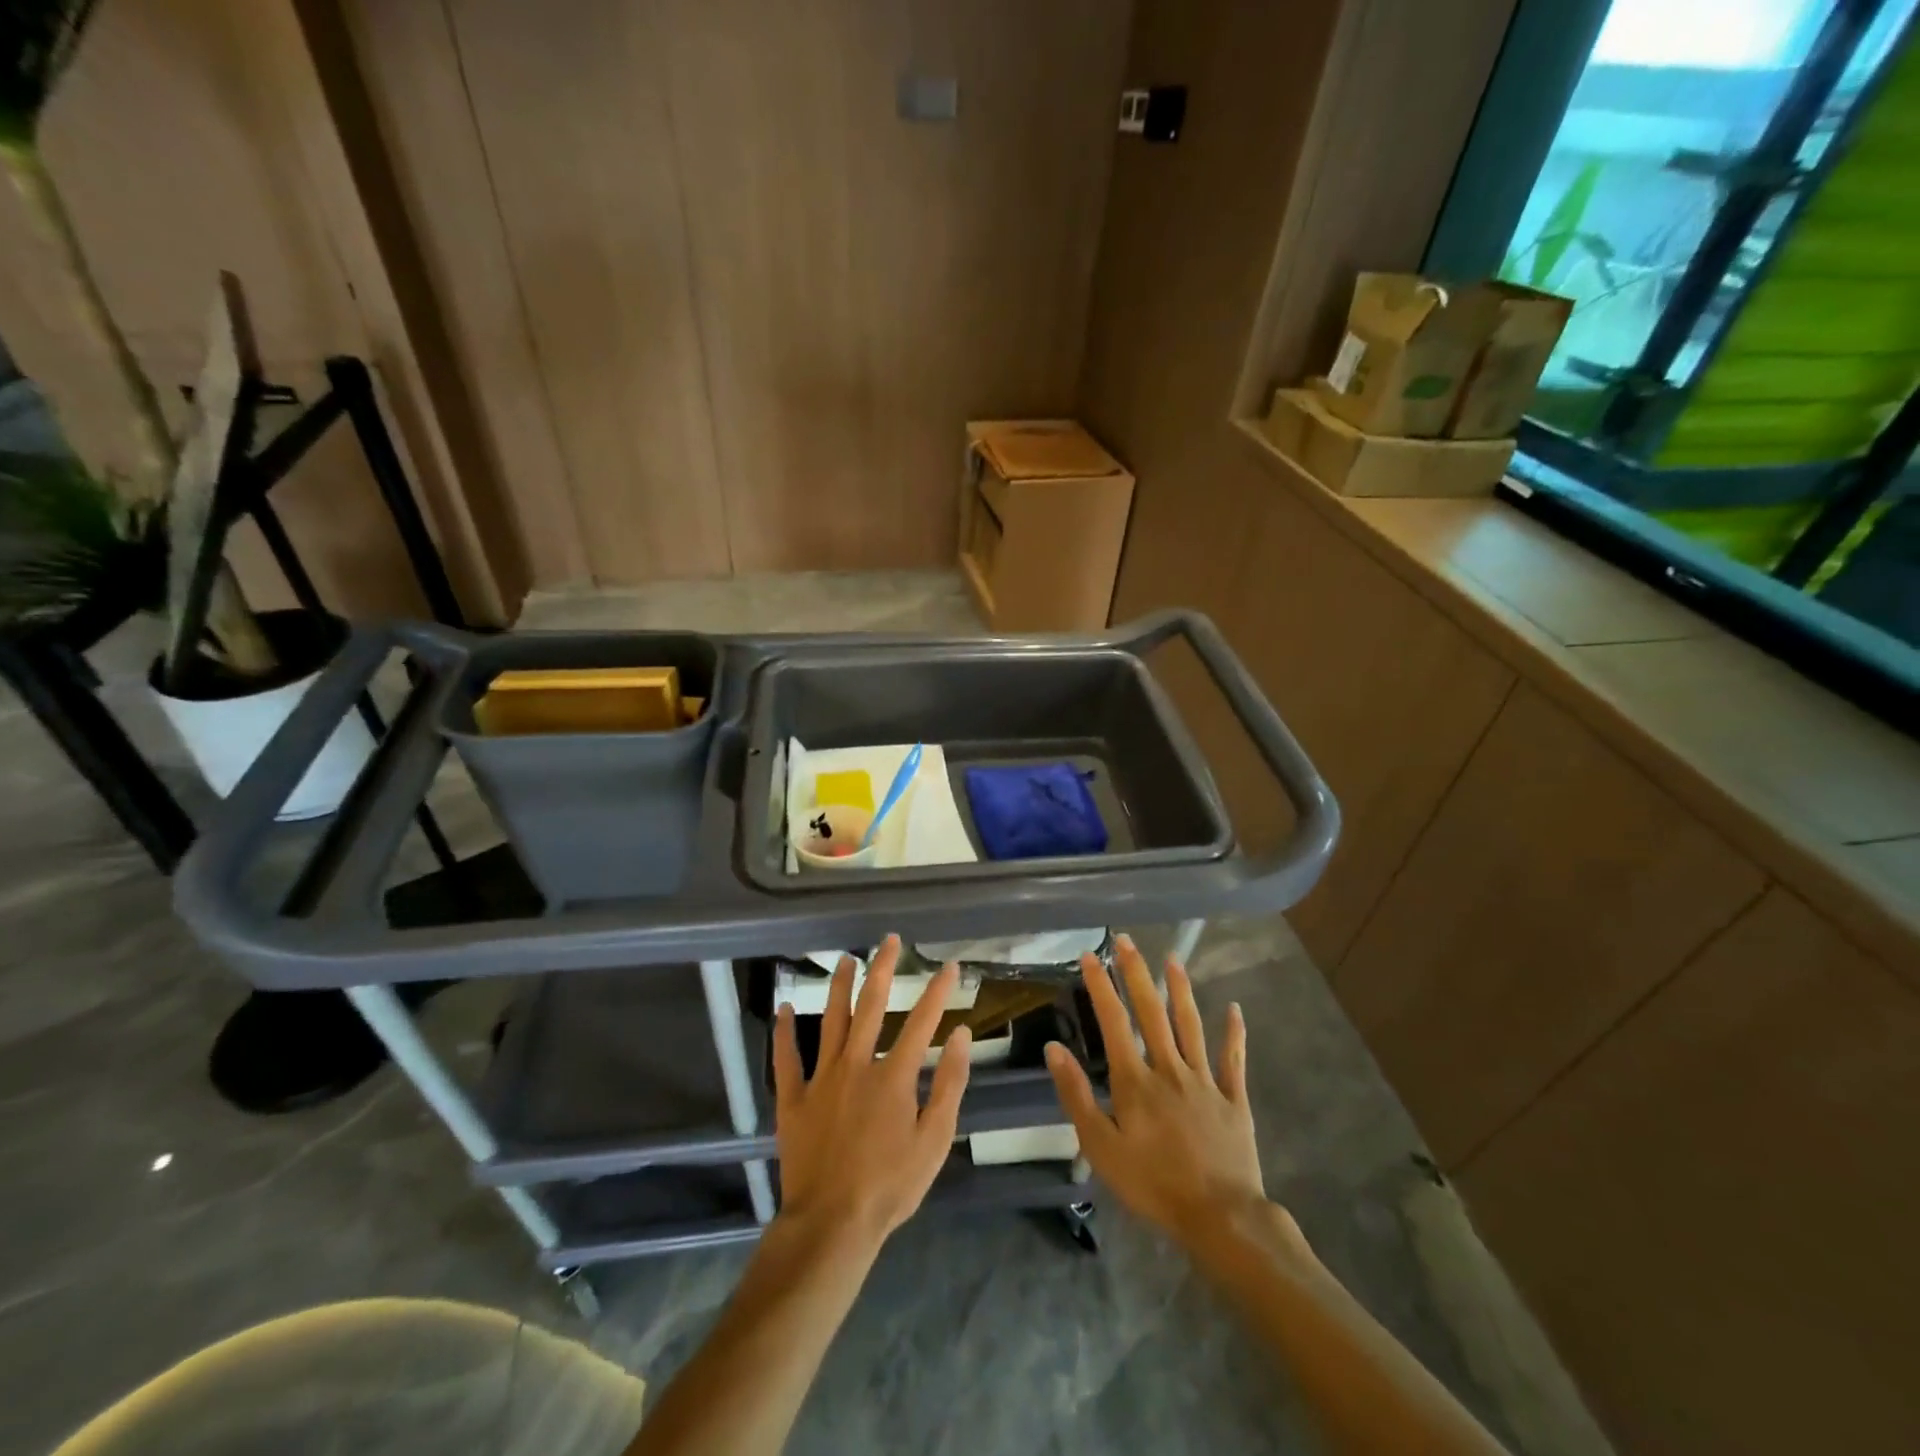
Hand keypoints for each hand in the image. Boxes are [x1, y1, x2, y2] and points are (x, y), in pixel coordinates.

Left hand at [772, 935, 971, 1253]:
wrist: (832, 1224)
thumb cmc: (891, 1186)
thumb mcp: (935, 1140)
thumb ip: (950, 1084)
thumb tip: (959, 1034)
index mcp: (894, 1075)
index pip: (922, 1021)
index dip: (938, 991)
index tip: (949, 965)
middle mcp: (857, 1064)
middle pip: (871, 1005)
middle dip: (883, 969)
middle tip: (889, 941)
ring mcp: (821, 1078)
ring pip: (831, 1020)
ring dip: (839, 987)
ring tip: (845, 960)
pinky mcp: (793, 1098)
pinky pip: (786, 1058)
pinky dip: (784, 1032)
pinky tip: (784, 1008)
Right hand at [1046, 935, 1267, 1247]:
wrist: (1221, 1217)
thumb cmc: (1153, 1184)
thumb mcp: (1101, 1147)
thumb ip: (1077, 1095)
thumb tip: (1053, 1047)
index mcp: (1135, 1080)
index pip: (1114, 1021)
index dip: (1100, 986)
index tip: (1090, 956)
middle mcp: (1170, 1068)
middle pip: (1152, 1012)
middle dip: (1136, 973)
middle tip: (1126, 940)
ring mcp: (1205, 1081)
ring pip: (1191, 1025)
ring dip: (1180, 990)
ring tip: (1173, 958)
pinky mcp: (1233, 1099)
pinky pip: (1234, 1060)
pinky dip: (1235, 1034)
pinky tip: (1235, 1010)